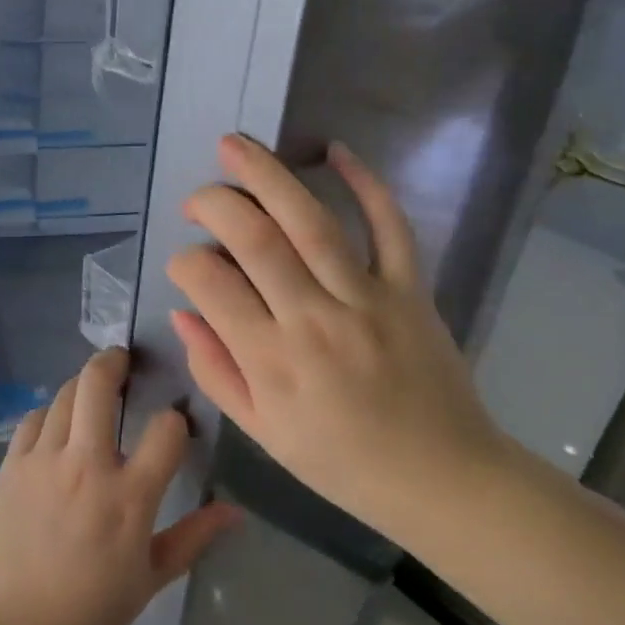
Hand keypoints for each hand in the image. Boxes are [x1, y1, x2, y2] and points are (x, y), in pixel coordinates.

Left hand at [0, 348, 239, 624]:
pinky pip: (32, 419)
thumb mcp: (149, 581)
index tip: (174, 426)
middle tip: (123, 359)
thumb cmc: (86, 613)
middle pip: (98, 385)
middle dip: (114, 362)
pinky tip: (56, 425)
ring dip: (81, 384)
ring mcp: (43, 460)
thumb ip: (192, 539)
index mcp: (128, 497)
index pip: (165, 431)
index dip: (175, 421)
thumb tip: (235, 512)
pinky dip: (49, 412)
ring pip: (63, 395)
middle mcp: (85, 465)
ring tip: (92, 389)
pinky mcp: (11, 465)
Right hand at [166, 134, 506, 534]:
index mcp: (272, 362)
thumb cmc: (341, 462)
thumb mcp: (262, 432)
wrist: (442, 479)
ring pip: (312, 222)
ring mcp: (367, 299)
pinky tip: (337, 152)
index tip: (185, 262)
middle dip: (215, 204)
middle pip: (256, 240)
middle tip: (196, 197)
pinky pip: (390, 227)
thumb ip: (215, 370)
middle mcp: (314, 320)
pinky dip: (367, 184)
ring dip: (268, 176)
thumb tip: (183, 312)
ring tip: (234, 145)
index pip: (211, 285)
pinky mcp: (410, 289)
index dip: (185, 261)